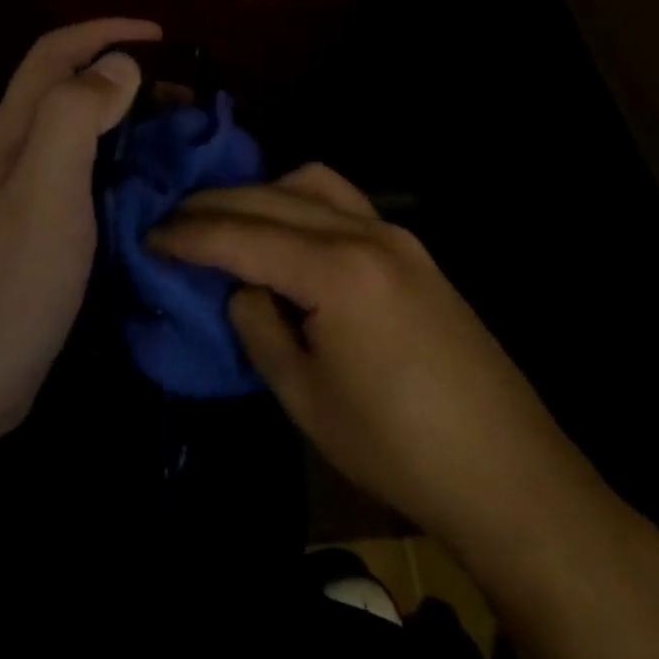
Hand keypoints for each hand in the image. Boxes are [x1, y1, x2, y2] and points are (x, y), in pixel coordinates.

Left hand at [0, 19, 158, 447]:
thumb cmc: (10, 282)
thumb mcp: (45, 190)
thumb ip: (74, 118)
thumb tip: (116, 65)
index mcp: (11, 132)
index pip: (54, 54)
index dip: (104, 33)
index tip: (162, 37)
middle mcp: (11, 152)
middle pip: (63, 87)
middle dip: (118, 71)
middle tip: (181, 91)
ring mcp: (18, 194)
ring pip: (73, 130)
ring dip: (120, 115)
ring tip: (172, 130)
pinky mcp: (32, 231)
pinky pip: (79, 173)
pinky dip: (115, 160)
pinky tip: (144, 184)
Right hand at [152, 164, 620, 562]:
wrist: (510, 475)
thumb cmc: (396, 448)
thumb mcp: (304, 397)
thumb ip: (259, 326)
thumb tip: (240, 287)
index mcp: (335, 273)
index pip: (240, 236)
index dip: (187, 236)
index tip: (148, 237)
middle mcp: (365, 234)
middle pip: (269, 198)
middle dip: (212, 206)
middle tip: (171, 223)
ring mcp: (396, 235)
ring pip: (310, 183)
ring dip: (259, 193)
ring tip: (226, 220)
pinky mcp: (414, 250)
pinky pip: (342, 201)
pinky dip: (300, 200)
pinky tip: (285, 229)